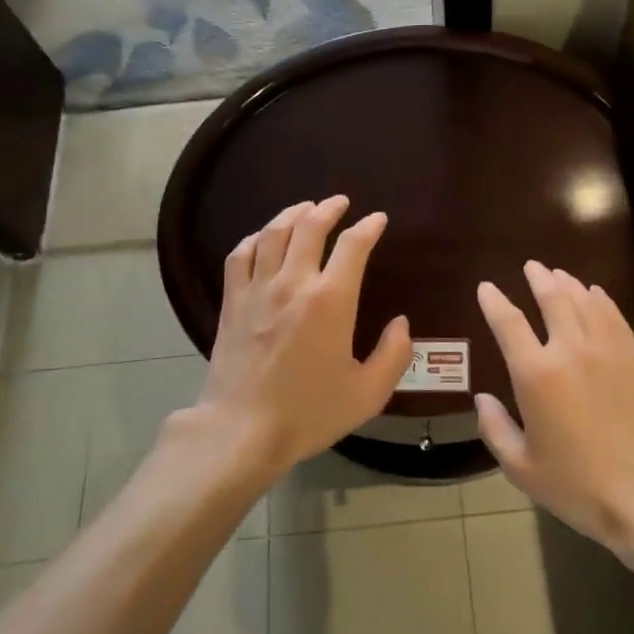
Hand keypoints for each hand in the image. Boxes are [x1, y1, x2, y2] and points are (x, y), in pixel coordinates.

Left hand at [194, 195, 411, 480]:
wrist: (242, 431)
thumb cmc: (309, 413)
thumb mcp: (367, 393)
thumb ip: (393, 355)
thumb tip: (400, 323)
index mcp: (331, 301)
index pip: (353, 246)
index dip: (368, 227)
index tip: (378, 220)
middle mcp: (294, 283)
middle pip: (310, 226)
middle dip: (329, 208)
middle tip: (341, 202)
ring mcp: (258, 290)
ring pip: (273, 233)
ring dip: (292, 214)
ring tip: (305, 208)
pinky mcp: (232, 302)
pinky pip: (240, 256)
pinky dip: (254, 238)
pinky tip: (262, 238)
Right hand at [474, 262, 633, 550]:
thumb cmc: (578, 486)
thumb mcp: (522, 468)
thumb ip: (495, 429)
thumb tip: (482, 400)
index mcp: (536, 375)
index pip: (509, 323)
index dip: (494, 301)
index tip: (486, 288)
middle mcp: (570, 350)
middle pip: (552, 298)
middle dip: (538, 278)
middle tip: (531, 267)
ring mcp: (607, 350)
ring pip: (584, 301)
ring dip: (568, 283)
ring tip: (558, 274)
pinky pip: (613, 316)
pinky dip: (600, 299)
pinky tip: (594, 294)